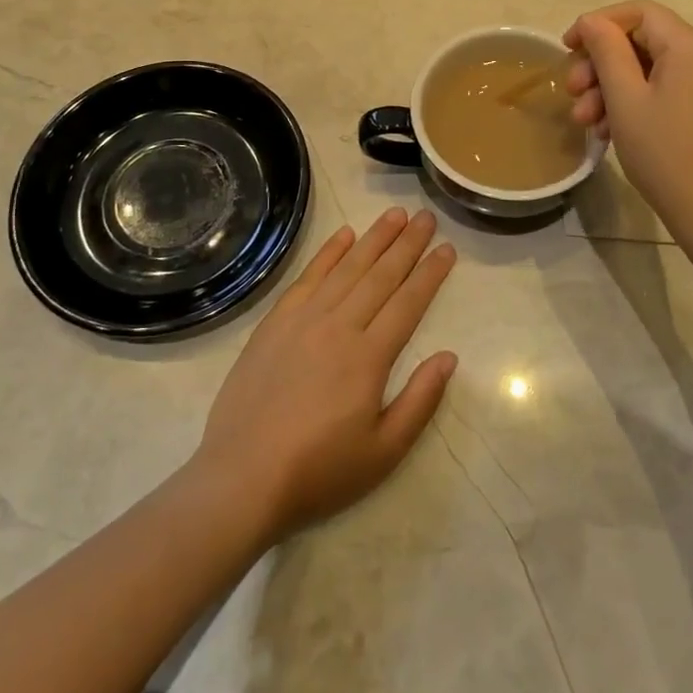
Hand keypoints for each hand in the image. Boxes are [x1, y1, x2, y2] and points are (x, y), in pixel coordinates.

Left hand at [191, 208, 457, 543]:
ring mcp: (303, 320)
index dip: (430, 273)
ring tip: (394, 215)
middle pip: (380, 275)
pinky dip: (328, 253)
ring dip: (373, 238)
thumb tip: (449, 357)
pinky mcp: (275, 323)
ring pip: (347, 268)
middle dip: (407, 244)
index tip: (446, 247)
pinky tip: (344, 235)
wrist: (243, 478)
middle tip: (426, 216)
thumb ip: (420, 401)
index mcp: (369, 357)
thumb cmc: (319, 472)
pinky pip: (308, 277)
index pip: (408, 302)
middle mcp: (339, 326)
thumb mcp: (384, 452)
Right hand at [563, 1, 692, 244]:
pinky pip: (672, 86)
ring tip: (587, 122)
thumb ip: (606, 51)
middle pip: (645, 40)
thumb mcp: (625, 100)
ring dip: (616, 87)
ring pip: (655, 67)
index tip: (567, 49)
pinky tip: (612, 128)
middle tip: (572, 93)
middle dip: (602, 65)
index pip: (638, 12)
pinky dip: (641, 99)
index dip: (598, 24)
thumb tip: (592, 21)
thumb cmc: (667, 155)